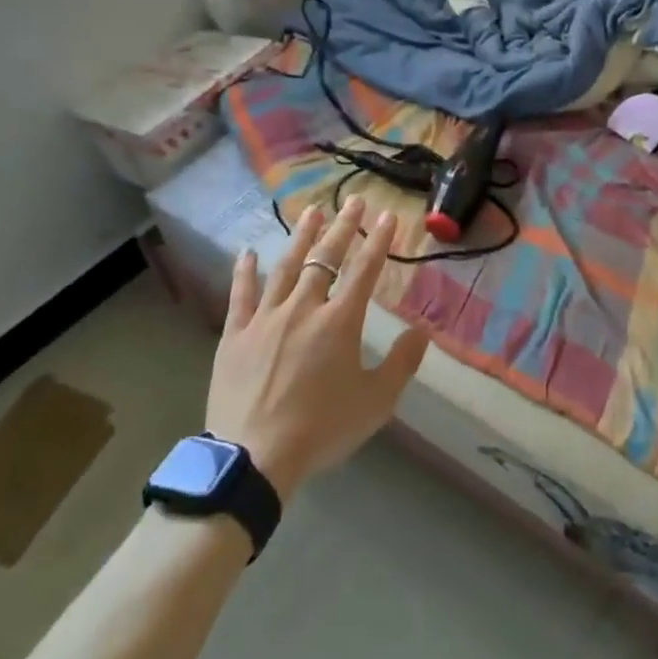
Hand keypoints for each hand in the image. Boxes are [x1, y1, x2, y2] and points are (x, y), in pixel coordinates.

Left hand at [205, 197, 429, 500]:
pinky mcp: (236, 335)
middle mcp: (304, 308)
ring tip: (311, 211)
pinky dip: (245, 272)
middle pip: (326, 258)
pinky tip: (248, 252)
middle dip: (343, 227)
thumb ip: (401, 363)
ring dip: (301, 237)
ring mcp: (266, 318)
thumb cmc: (322, 429)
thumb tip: (421, 332)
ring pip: (286, 267)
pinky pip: (241, 296)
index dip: (379, 241)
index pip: (365, 270)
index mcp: (340, 321)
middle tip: (353, 200)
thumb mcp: (376, 402)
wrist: (254, 458)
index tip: (388, 215)